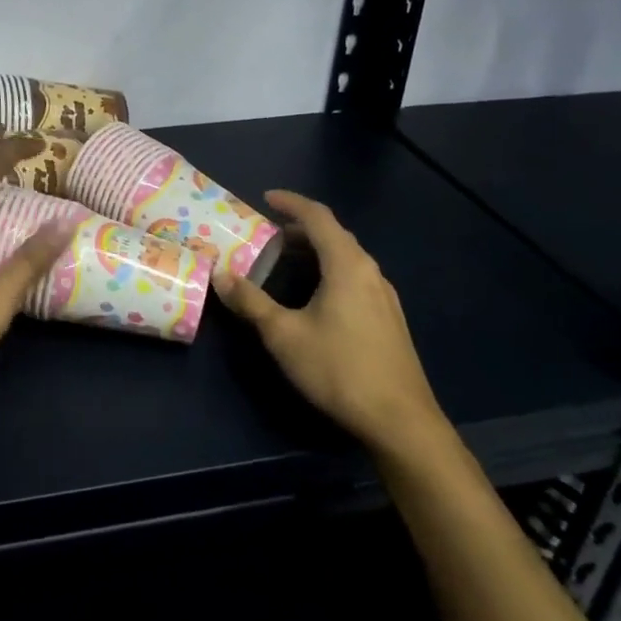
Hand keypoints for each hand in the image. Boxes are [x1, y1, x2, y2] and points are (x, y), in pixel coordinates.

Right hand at [214, 190, 448, 456]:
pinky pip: (354, 278)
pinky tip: (314, 295)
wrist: (400, 421)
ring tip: (285, 260)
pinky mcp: (388, 319)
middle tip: (268, 233)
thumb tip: (220, 275)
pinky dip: (329, 271)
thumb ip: (251, 302)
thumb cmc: (339, 369)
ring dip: (316, 251)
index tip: (266, 198)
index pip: (319, 217)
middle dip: (300, 228)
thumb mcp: (284, 335)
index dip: (291, 203)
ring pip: (347, 258)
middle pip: (335, 235)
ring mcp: (384, 297)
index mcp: (347, 266)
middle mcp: (370, 272)